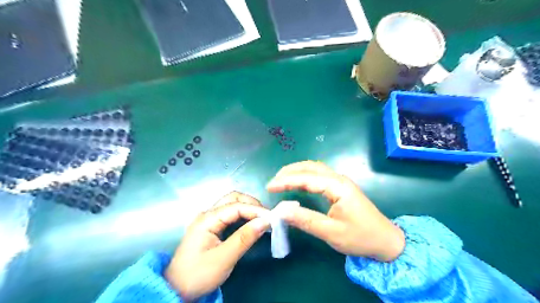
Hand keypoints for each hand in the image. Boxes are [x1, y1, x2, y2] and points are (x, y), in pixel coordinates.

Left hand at [166, 191, 268, 299]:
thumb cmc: (198, 275)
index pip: (236, 206)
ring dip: (248, 208)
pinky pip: (230, 214)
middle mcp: (207, 214)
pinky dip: (243, 215)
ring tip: (262, 219)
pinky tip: (251, 223)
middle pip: (233, 199)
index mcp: (207, 219)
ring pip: (232, 204)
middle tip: (267, 216)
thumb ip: (245, 238)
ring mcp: (209, 219)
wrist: (177, 290)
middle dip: (252, 204)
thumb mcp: (224, 258)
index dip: (255, 210)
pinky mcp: (211, 227)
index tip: (272, 218)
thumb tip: (265, 221)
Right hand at [266, 161, 405, 262]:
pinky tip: (298, 181)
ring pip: (314, 168)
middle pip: (310, 167)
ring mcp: (340, 181)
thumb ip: (306, 220)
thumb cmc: (360, 237)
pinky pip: (319, 174)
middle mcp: (338, 179)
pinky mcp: (340, 187)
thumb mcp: (331, 232)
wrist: (386, 240)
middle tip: (273, 182)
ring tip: (281, 179)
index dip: (286, 181)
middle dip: (289, 172)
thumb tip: (281, 211)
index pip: (306, 178)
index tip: (269, 187)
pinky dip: (304, 175)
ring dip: (296, 171)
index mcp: (337, 187)